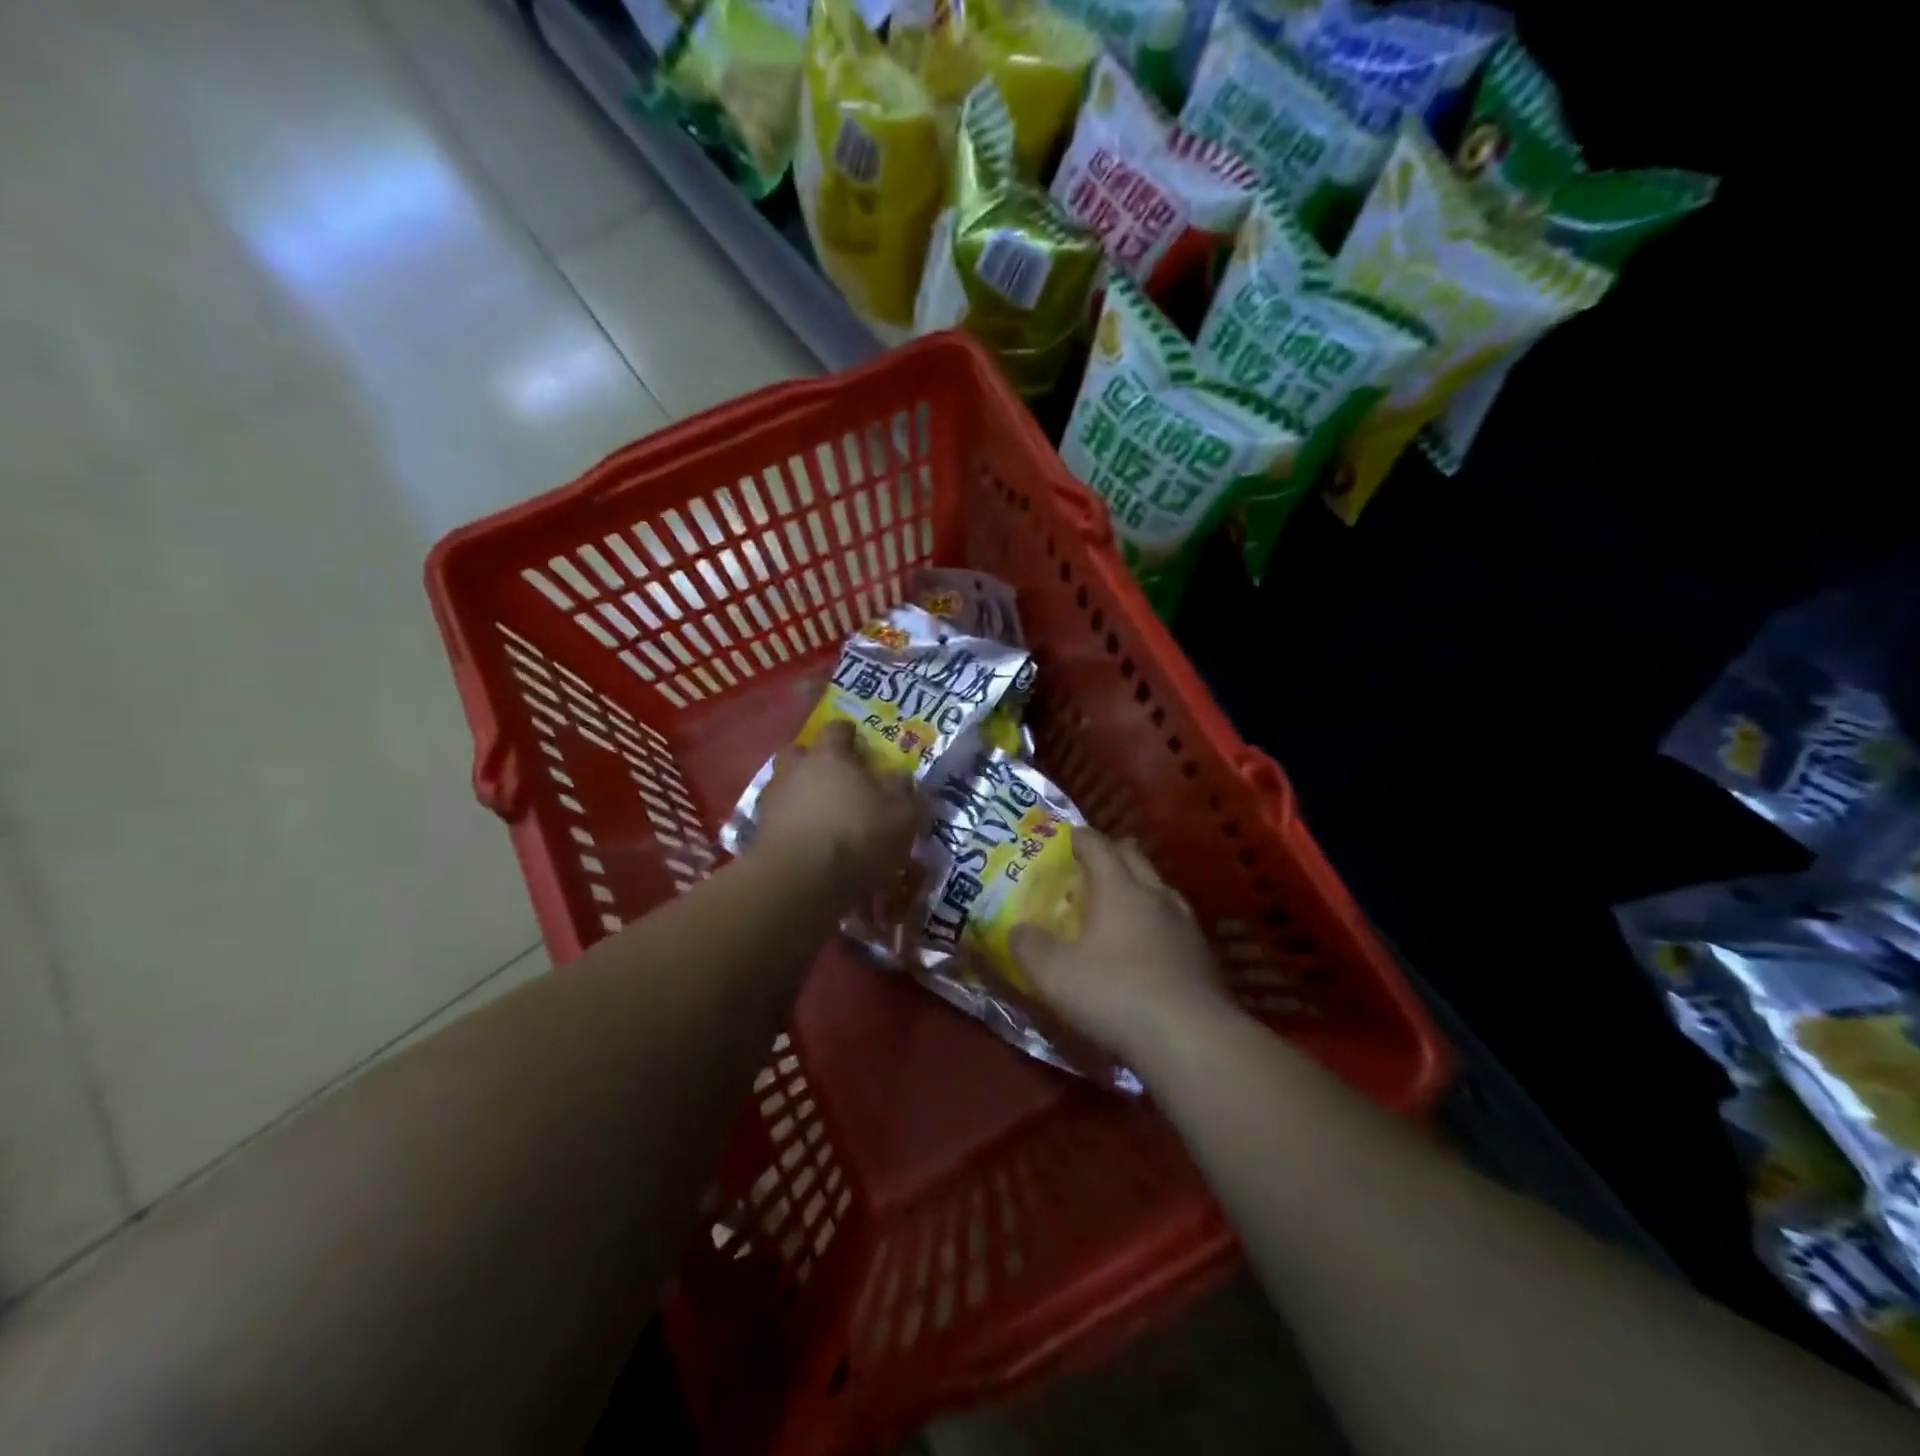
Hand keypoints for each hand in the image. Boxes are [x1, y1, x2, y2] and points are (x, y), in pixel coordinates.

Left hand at [751, 721, 922, 897]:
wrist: (799, 880)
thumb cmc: (856, 834)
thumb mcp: (901, 813)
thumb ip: (903, 790)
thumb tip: (900, 776)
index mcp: (829, 755)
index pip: (837, 729)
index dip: (849, 734)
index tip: (859, 743)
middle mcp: (795, 769)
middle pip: (801, 753)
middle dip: (815, 762)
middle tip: (835, 779)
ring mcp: (773, 800)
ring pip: (787, 786)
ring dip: (802, 796)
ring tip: (822, 818)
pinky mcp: (760, 832)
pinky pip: (780, 819)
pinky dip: (792, 826)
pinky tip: (808, 843)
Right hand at [1011, 831, 1232, 1063]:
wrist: (1192, 1039)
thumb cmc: (1116, 994)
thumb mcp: (1055, 974)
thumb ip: (1029, 947)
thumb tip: (1017, 930)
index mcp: (1119, 889)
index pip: (1098, 846)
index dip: (1080, 838)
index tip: (1066, 836)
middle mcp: (1155, 896)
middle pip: (1134, 858)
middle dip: (1113, 852)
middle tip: (1093, 862)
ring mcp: (1185, 925)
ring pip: (1160, 888)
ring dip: (1140, 886)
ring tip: (1123, 899)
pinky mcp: (1203, 955)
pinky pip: (1176, 921)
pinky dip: (1158, 920)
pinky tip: (1150, 943)